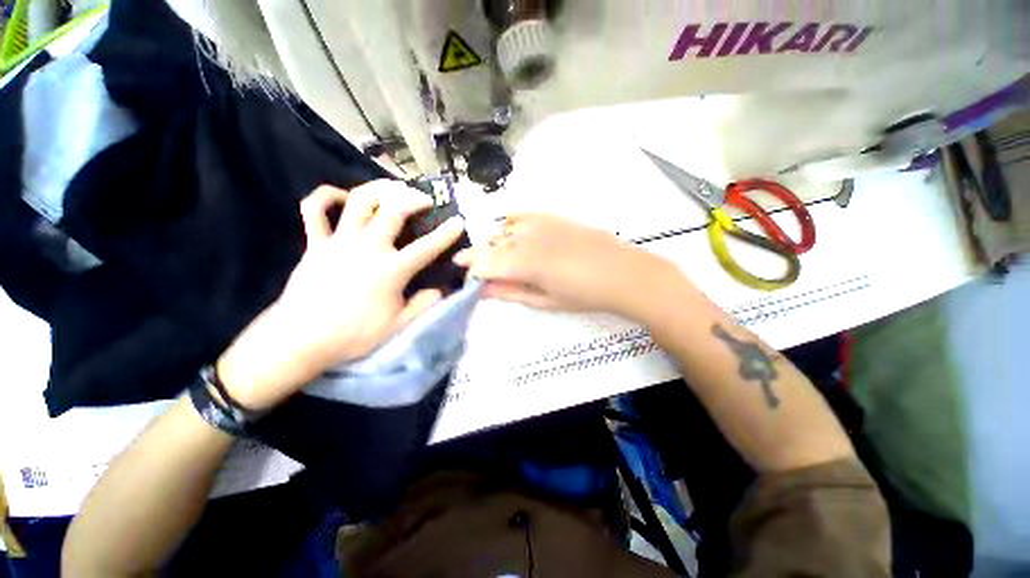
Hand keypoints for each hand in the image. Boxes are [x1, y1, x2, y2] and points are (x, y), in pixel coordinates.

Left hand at [217, 181, 464, 410]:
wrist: (301, 339)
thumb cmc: (354, 335)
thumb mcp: (398, 326)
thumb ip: (423, 305)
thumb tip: (440, 290)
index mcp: (391, 270)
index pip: (427, 247)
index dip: (447, 233)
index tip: (459, 222)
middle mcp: (368, 248)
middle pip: (393, 210)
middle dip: (413, 199)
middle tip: (425, 199)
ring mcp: (339, 241)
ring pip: (359, 201)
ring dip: (378, 188)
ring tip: (392, 187)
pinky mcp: (316, 243)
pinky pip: (315, 210)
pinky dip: (327, 196)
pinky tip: (342, 197)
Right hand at [454, 213, 676, 317]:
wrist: (621, 272)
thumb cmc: (583, 294)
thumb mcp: (544, 301)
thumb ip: (510, 292)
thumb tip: (482, 290)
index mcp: (524, 263)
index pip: (484, 264)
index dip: (471, 272)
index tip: (468, 280)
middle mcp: (526, 237)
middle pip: (489, 245)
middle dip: (478, 258)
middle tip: (477, 271)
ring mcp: (538, 223)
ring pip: (501, 230)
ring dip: (494, 244)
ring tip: (498, 258)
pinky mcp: (550, 216)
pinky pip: (519, 216)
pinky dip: (508, 226)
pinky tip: (511, 236)